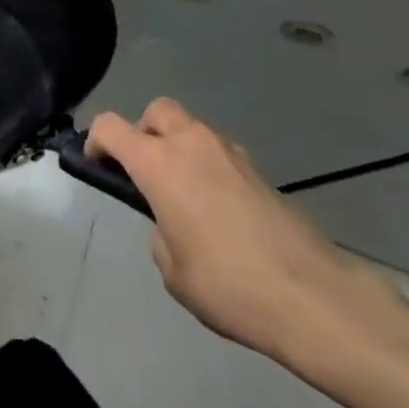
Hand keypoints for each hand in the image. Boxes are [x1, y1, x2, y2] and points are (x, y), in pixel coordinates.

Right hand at [87, 99, 408, 366]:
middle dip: (143, 132)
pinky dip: (208, 167)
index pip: (111, 126)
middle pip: (157, 111)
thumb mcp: (172, 271)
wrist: (312, 296)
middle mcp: (192, 144)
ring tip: (185, 198)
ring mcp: (230, 153)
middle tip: (145, 173)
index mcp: (159, 163)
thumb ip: (160, 233)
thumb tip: (172, 223)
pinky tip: (219, 212)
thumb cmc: (228, 284)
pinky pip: (219, 153)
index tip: (98, 167)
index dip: (96, 141)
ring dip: (178, 148)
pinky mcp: (258, 170)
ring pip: (191, 128)